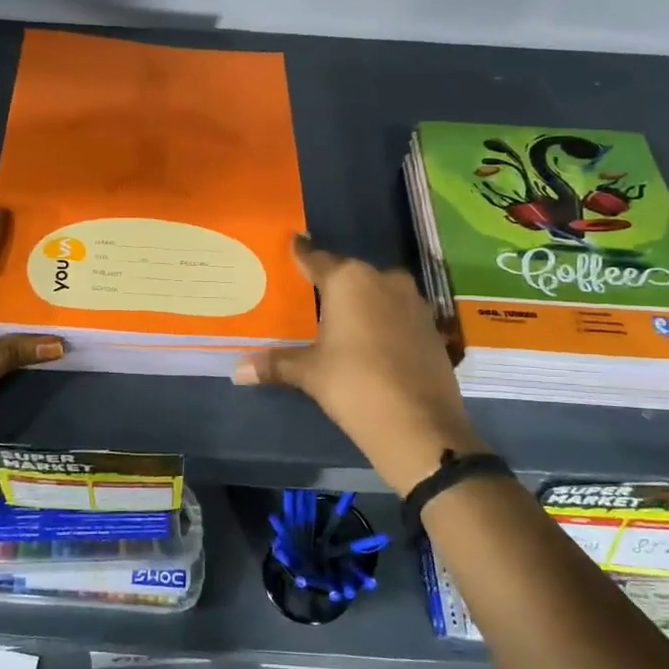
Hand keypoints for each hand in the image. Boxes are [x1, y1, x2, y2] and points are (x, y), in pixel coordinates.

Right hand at [233, 237, 483, 491]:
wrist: (420, 424)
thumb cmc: (355, 385)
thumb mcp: (310, 373)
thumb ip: (276, 364)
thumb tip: (237, 370)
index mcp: (349, 281)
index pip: (316, 259)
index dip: (301, 254)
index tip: (292, 244)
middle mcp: (383, 279)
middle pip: (349, 275)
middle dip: (330, 283)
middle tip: (308, 294)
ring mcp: (413, 302)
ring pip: (376, 292)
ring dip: (359, 302)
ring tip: (337, 318)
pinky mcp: (431, 326)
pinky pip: (396, 313)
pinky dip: (381, 320)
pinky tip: (369, 339)